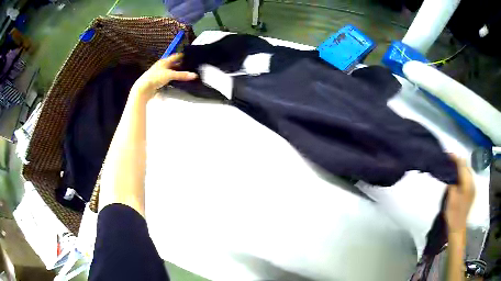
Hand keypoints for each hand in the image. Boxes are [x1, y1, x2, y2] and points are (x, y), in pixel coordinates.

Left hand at [131, 53, 197, 97]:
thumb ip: (182, 75)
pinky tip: (177, 82)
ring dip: (177, 73)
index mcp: (164, 62)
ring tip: (185, 75)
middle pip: (173, 64)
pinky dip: (173, 80)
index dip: (182, 56)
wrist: (143, 88)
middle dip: (181, 65)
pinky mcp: (158, 82)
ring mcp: (159, 74)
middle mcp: (162, 66)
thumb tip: (194, 75)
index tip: (189, 56)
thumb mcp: (170, 75)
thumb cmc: (155, 78)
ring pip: (171, 72)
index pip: (175, 56)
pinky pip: (168, 79)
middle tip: (190, 66)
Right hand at [445, 154, 474, 233]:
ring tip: (452, 169)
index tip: (447, 155)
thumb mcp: (451, 198)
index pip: (462, 164)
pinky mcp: (471, 192)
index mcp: (467, 183)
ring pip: (467, 171)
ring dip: (460, 168)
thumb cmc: (453, 214)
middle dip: (458, 162)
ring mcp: (472, 187)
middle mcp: (472, 182)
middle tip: (449, 162)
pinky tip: (457, 178)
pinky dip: (462, 175)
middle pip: (466, 166)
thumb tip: (452, 176)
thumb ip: (452, 183)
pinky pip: (467, 178)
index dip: (455, 158)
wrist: (457, 228)